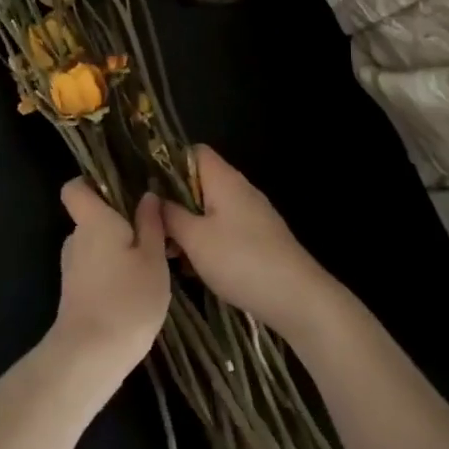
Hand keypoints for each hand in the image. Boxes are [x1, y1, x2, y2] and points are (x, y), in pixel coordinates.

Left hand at [47, 181, 172, 382]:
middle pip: (92, 217)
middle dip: (118, 220)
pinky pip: (95, 267)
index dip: (92, 183)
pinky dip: (112, 271)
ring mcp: (72, 267)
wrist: (91, 356)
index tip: (120, 188)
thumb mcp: (153, 259)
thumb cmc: (127, 299)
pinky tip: (136, 288)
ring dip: (118, 248)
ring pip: (96, 244)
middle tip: (153, 231)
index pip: (74, 188)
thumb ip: (151, 224)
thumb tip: (147, 195)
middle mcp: (76, 238)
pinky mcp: (74, 292)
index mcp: (93, 220)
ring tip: (151, 262)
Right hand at [160, 146, 341, 337]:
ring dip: (190, 226)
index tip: (151, 190)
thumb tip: (154, 199)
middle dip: (176, 203)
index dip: (170, 164)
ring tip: (172, 254)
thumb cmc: (240, 260)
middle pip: (200, 182)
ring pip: (211, 209)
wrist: (296, 297)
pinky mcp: (260, 237)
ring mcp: (253, 214)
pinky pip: (226, 228)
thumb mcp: (195, 239)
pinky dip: (208, 241)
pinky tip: (197, 268)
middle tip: (156, 229)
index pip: (194, 152)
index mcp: (224, 179)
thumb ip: (170, 215)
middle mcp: (240, 189)